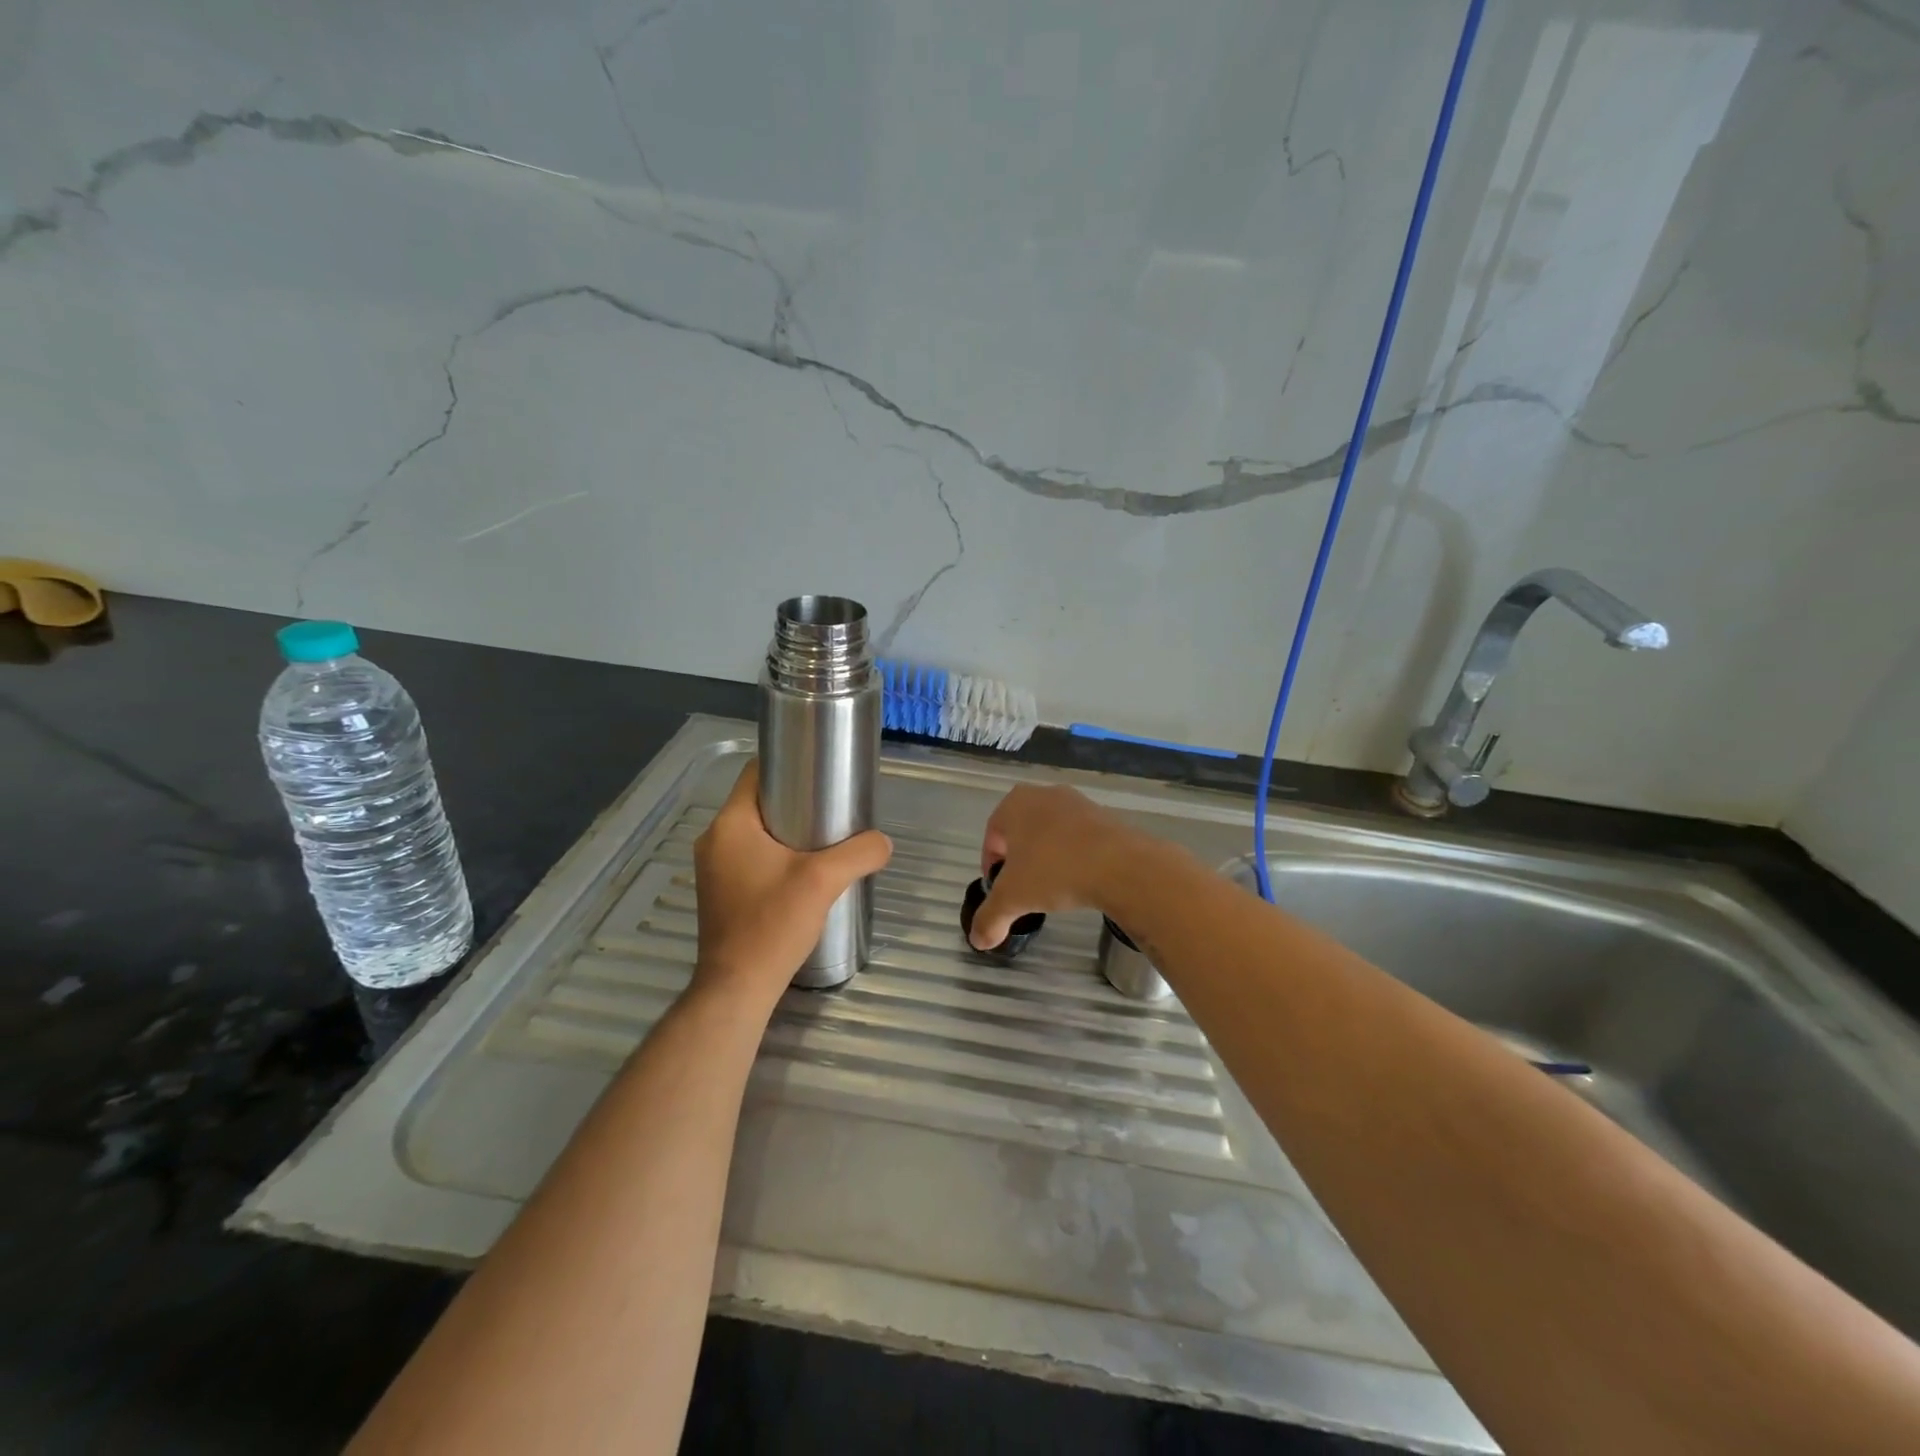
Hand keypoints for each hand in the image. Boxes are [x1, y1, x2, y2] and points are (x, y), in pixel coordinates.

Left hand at [692, 759, 892, 1003]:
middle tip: (833, 808)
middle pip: (758, 802)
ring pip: (755, 832)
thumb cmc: (773, 924)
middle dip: (796, 800)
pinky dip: (776, 855)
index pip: (755, 773)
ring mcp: (713, 868)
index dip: (788, 765)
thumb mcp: (824, 881)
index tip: (822, 773)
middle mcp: (714, 840)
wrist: (738, 987)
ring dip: (787, 830)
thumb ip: (860, 853)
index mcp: (729, 824)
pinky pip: (750, 856)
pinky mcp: (720, 891)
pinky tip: (804, 872)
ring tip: (825, 840)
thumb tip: (883, 842)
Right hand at [969, 784, 1139, 950]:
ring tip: (1054, 886)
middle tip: (1024, 889)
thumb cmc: (1054, 871)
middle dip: (1020, 860)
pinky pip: (1079, 837)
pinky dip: (1074, 856)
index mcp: (1014, 804)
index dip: (992, 866)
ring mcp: (1077, 802)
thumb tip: (978, 941)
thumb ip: (990, 918)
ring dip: (1048, 857)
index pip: (992, 837)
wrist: (1120, 865)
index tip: (1000, 890)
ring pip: (1051, 833)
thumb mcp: (1013, 899)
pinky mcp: (1105, 815)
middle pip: (1021, 832)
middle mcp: (1044, 794)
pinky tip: (1080, 878)